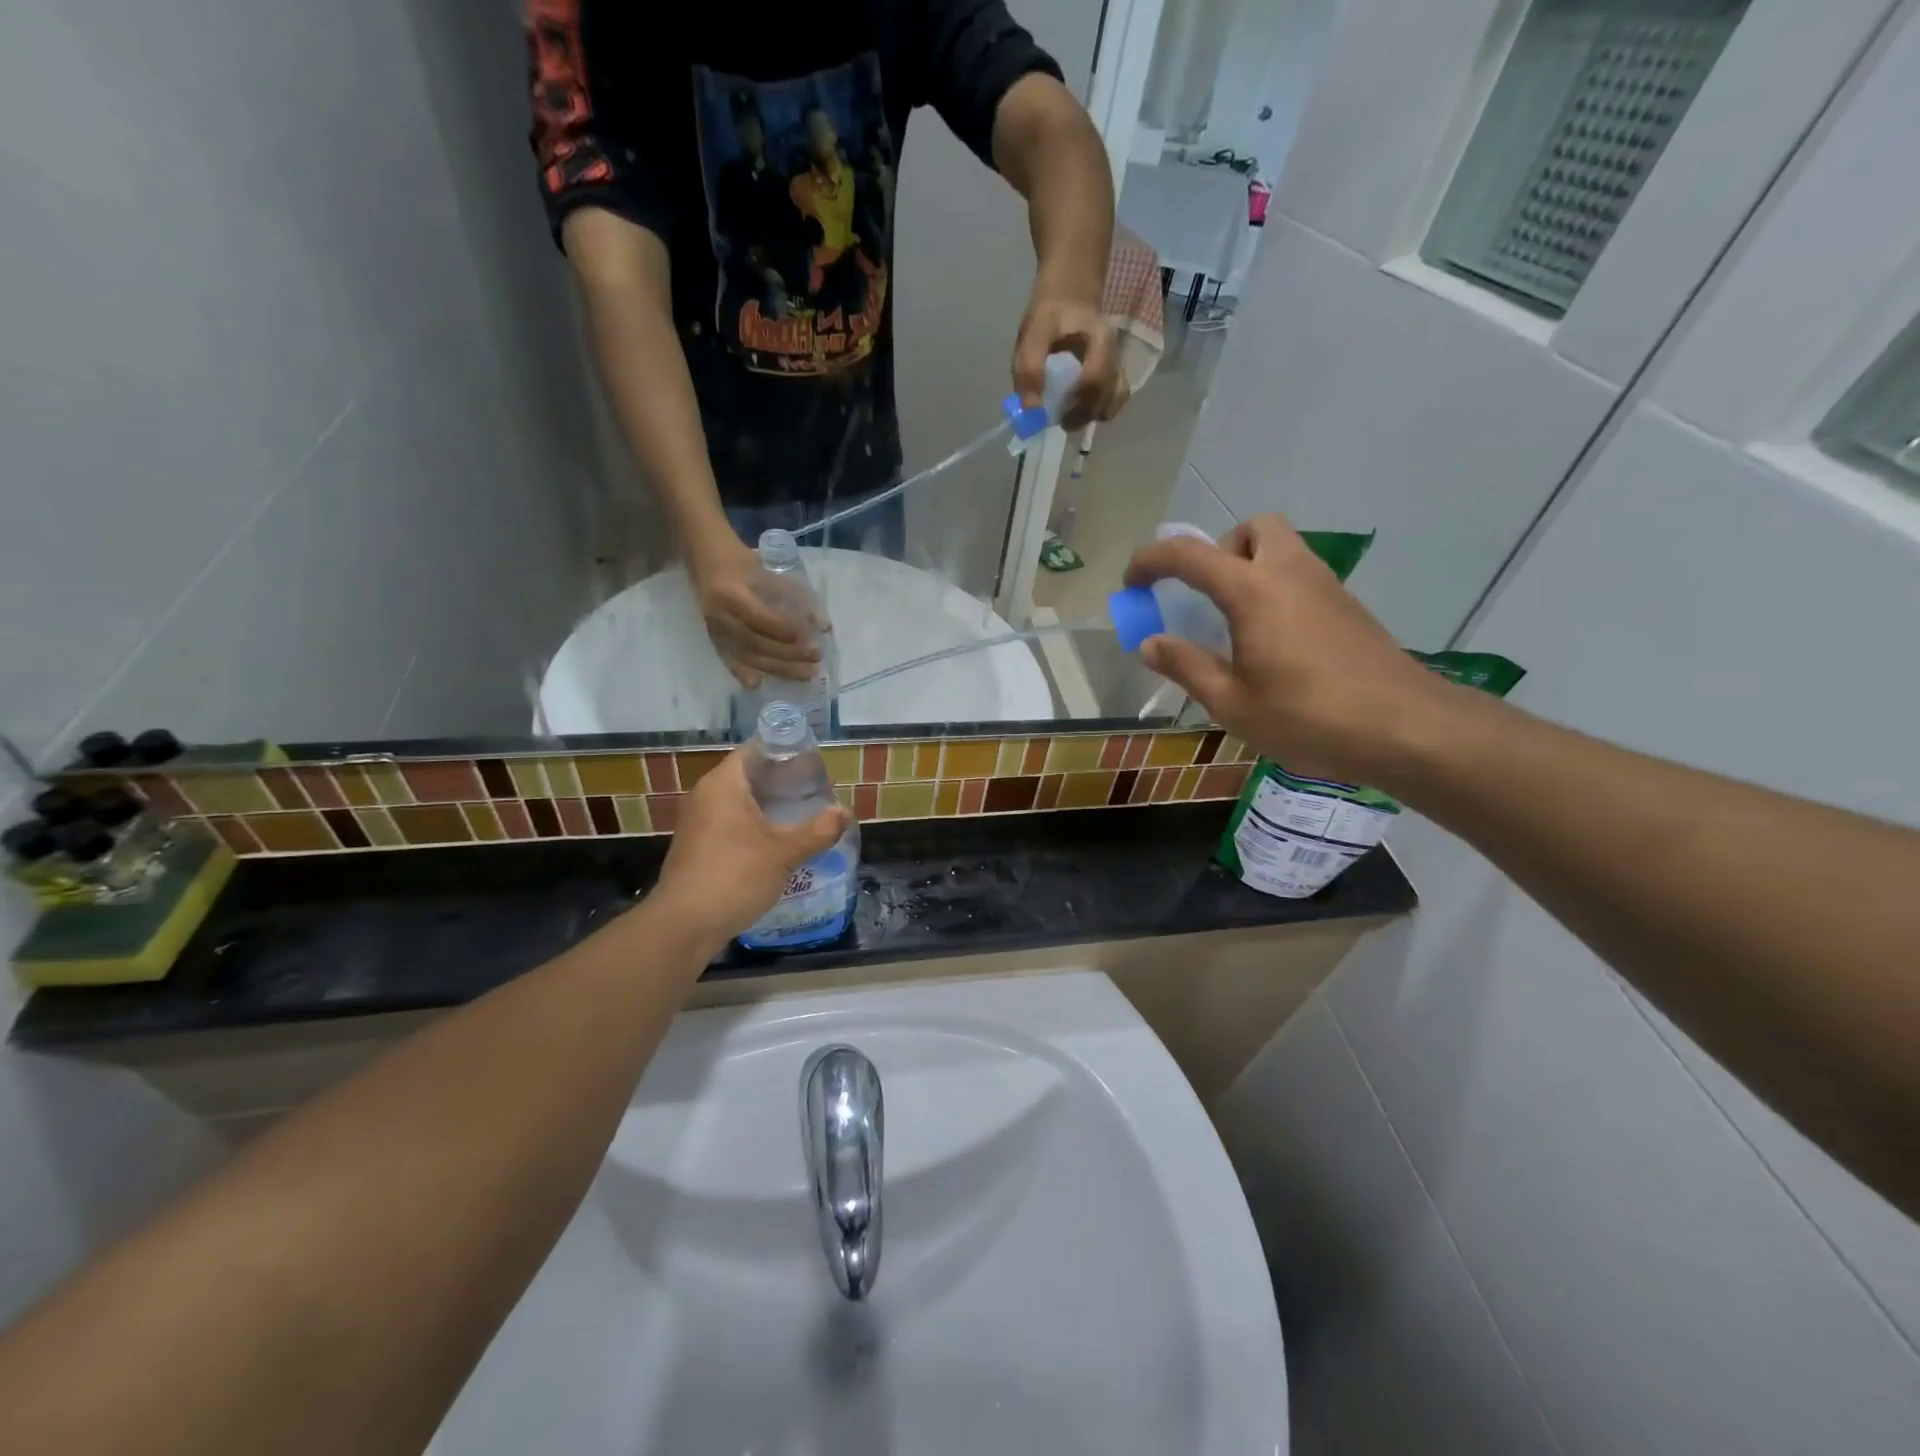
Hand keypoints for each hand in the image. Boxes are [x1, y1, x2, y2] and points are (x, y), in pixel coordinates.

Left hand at [653, 749, 851, 942]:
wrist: (684, 926)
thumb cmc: (734, 876)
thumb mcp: (784, 852)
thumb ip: (818, 830)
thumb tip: (844, 813)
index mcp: (723, 784)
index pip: (756, 750)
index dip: (786, 752)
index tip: (814, 763)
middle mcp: (706, 796)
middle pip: (750, 775)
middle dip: (784, 782)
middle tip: (818, 789)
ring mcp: (699, 822)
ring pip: (741, 802)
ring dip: (771, 806)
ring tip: (805, 814)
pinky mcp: (699, 846)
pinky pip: (733, 823)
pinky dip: (757, 825)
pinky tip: (781, 841)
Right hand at [687, 533, 821, 688]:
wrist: (704, 557)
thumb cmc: (743, 562)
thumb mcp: (772, 574)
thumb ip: (799, 599)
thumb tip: (824, 628)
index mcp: (733, 592)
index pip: (763, 618)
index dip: (789, 631)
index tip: (814, 639)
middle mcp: (719, 613)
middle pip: (755, 642)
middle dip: (788, 654)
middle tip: (816, 660)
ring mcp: (713, 627)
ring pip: (746, 654)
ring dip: (777, 668)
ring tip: (804, 674)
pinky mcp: (711, 636)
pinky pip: (728, 658)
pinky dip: (741, 672)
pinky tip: (757, 685)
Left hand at [1013, 291, 1127, 428]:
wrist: (1071, 289)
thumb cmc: (1051, 312)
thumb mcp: (1034, 332)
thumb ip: (1029, 369)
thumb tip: (1030, 411)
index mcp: (1101, 341)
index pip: (1097, 381)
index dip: (1077, 405)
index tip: (1056, 416)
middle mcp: (1115, 355)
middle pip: (1109, 397)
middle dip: (1082, 415)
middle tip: (1059, 418)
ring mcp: (1116, 366)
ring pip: (1113, 402)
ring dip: (1090, 415)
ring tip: (1068, 413)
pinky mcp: (1112, 374)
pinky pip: (1110, 400)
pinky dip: (1093, 410)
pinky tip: (1076, 407)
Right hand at [1124, 514, 1446, 782]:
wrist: (1404, 727)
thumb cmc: (1307, 716)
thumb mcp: (1231, 702)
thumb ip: (1186, 666)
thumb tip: (1150, 643)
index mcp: (1253, 590)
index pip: (1189, 555)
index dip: (1151, 561)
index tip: (1132, 585)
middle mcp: (1290, 573)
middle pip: (1253, 528)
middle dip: (1220, 550)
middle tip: (1206, 596)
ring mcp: (1325, 587)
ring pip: (1282, 548)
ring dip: (1249, 568)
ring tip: (1235, 625)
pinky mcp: (1347, 607)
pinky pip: (1301, 576)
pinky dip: (1276, 590)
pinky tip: (1273, 643)